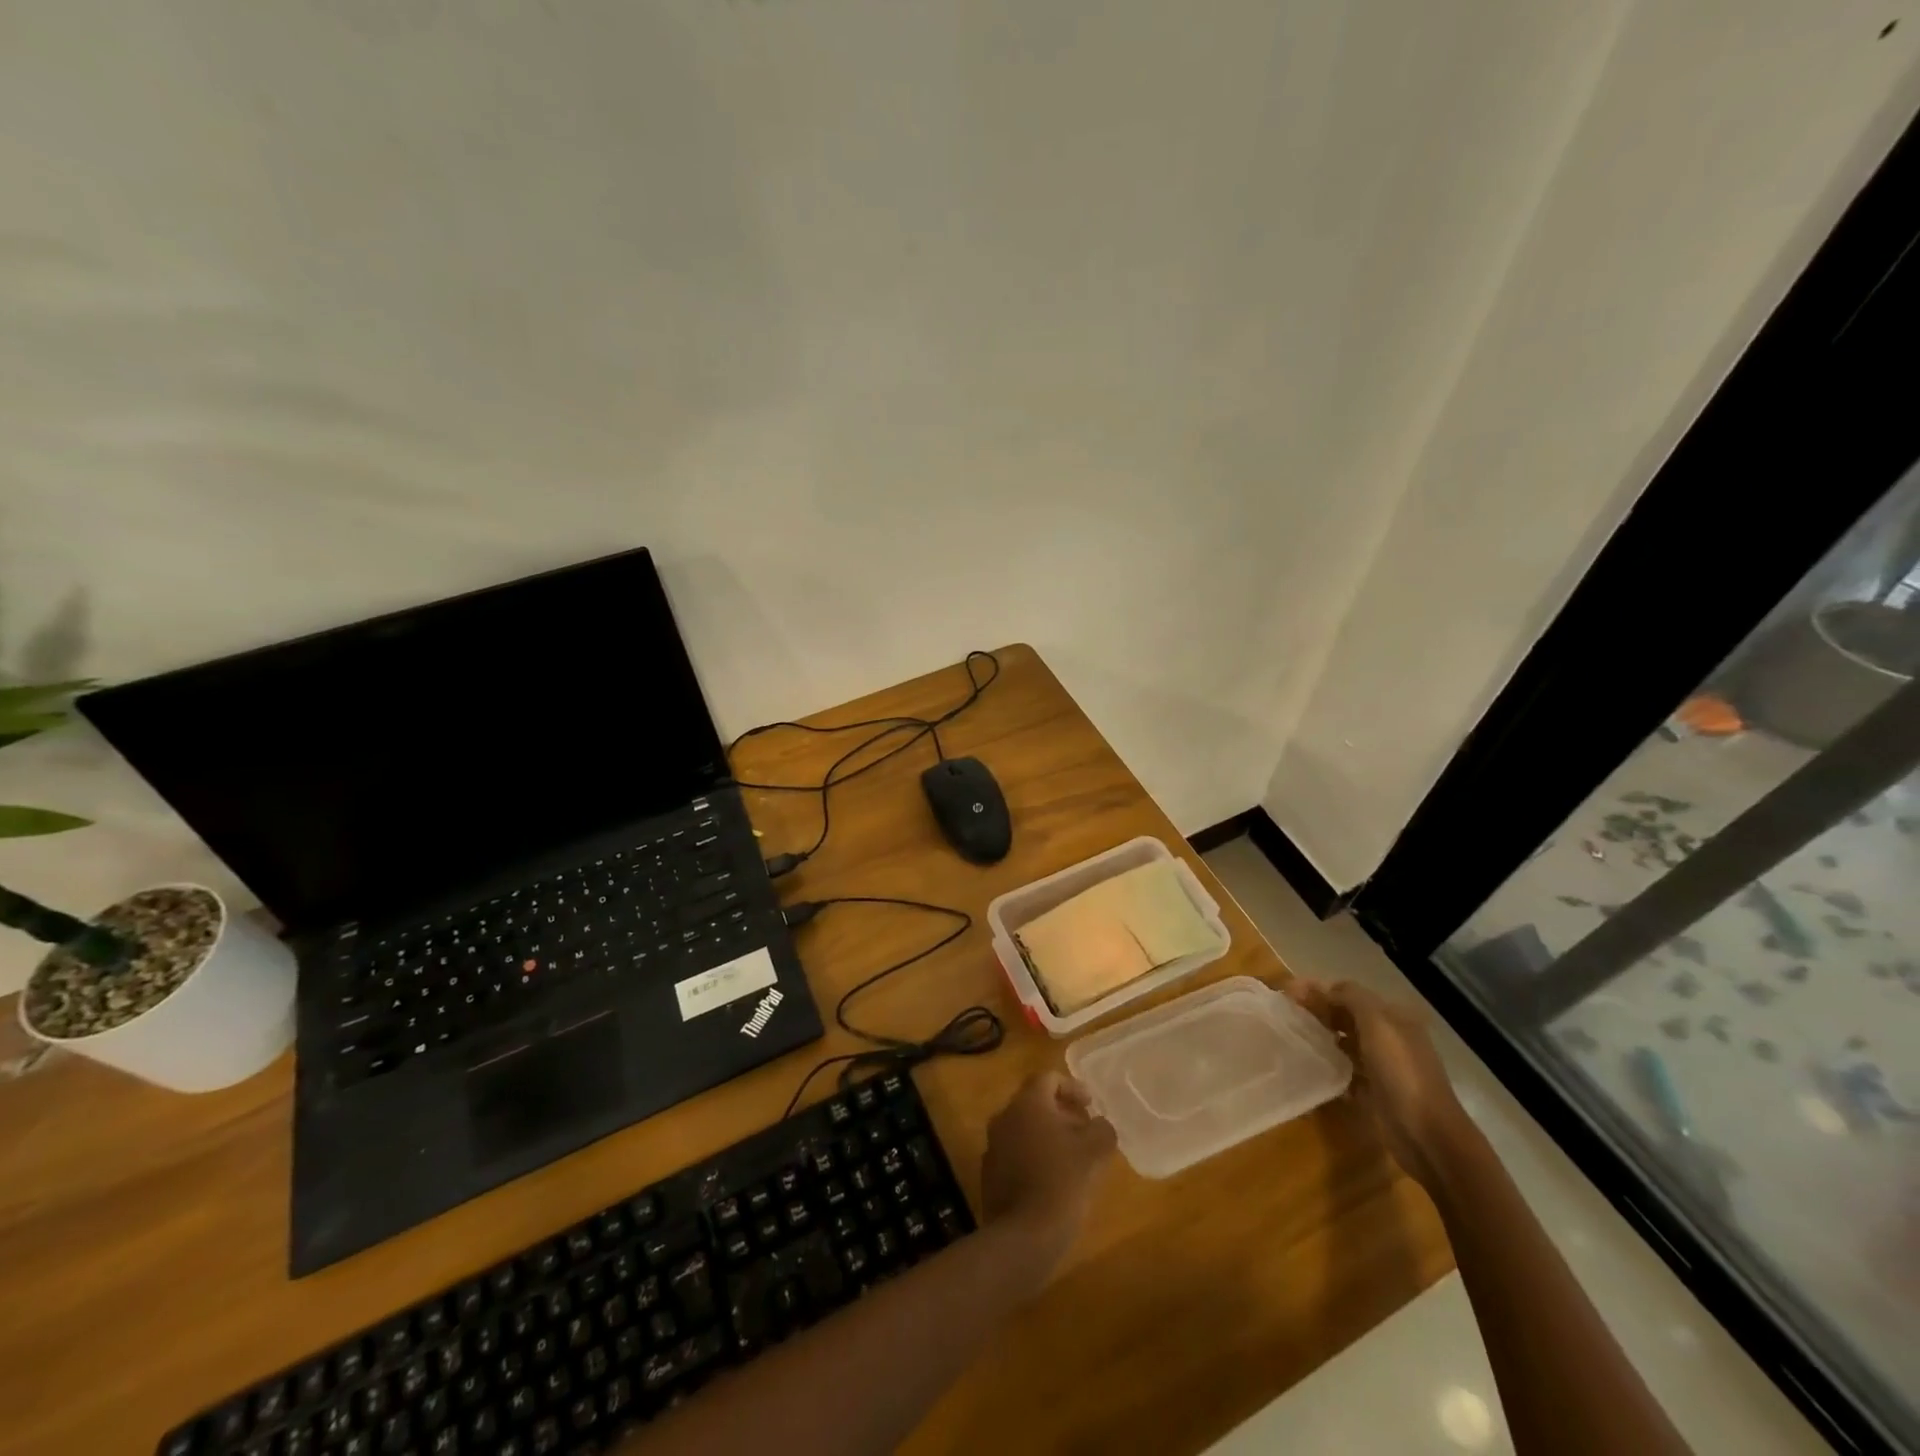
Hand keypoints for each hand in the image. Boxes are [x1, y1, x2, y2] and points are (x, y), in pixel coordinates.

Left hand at [981, 1072, 1117, 1271]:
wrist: (1023, 1236)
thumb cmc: (1062, 1182)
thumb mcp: (1094, 1152)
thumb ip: (1101, 1129)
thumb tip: (1100, 1125)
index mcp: (1027, 1103)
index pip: (1048, 1078)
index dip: (1072, 1087)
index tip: (1091, 1106)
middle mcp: (1005, 1116)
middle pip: (1035, 1103)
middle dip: (1062, 1113)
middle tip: (1086, 1131)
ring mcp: (993, 1145)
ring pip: (1024, 1129)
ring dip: (1048, 1136)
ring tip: (1074, 1158)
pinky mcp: (990, 1174)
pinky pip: (1015, 1154)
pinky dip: (1035, 1157)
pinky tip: (1054, 1181)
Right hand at [1287, 978, 1469, 1189]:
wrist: (1427, 1135)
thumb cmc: (1402, 1073)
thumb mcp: (1377, 1024)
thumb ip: (1351, 997)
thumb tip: (1322, 986)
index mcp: (1394, 1017)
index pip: (1350, 993)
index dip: (1319, 989)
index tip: (1288, 993)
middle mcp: (1389, 1037)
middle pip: (1346, 1015)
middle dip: (1318, 1010)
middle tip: (1286, 1013)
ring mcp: (1383, 1065)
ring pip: (1345, 1041)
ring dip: (1322, 1036)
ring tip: (1293, 1036)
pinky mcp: (1374, 1090)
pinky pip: (1346, 1068)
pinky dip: (1329, 1063)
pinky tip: (1311, 1064)